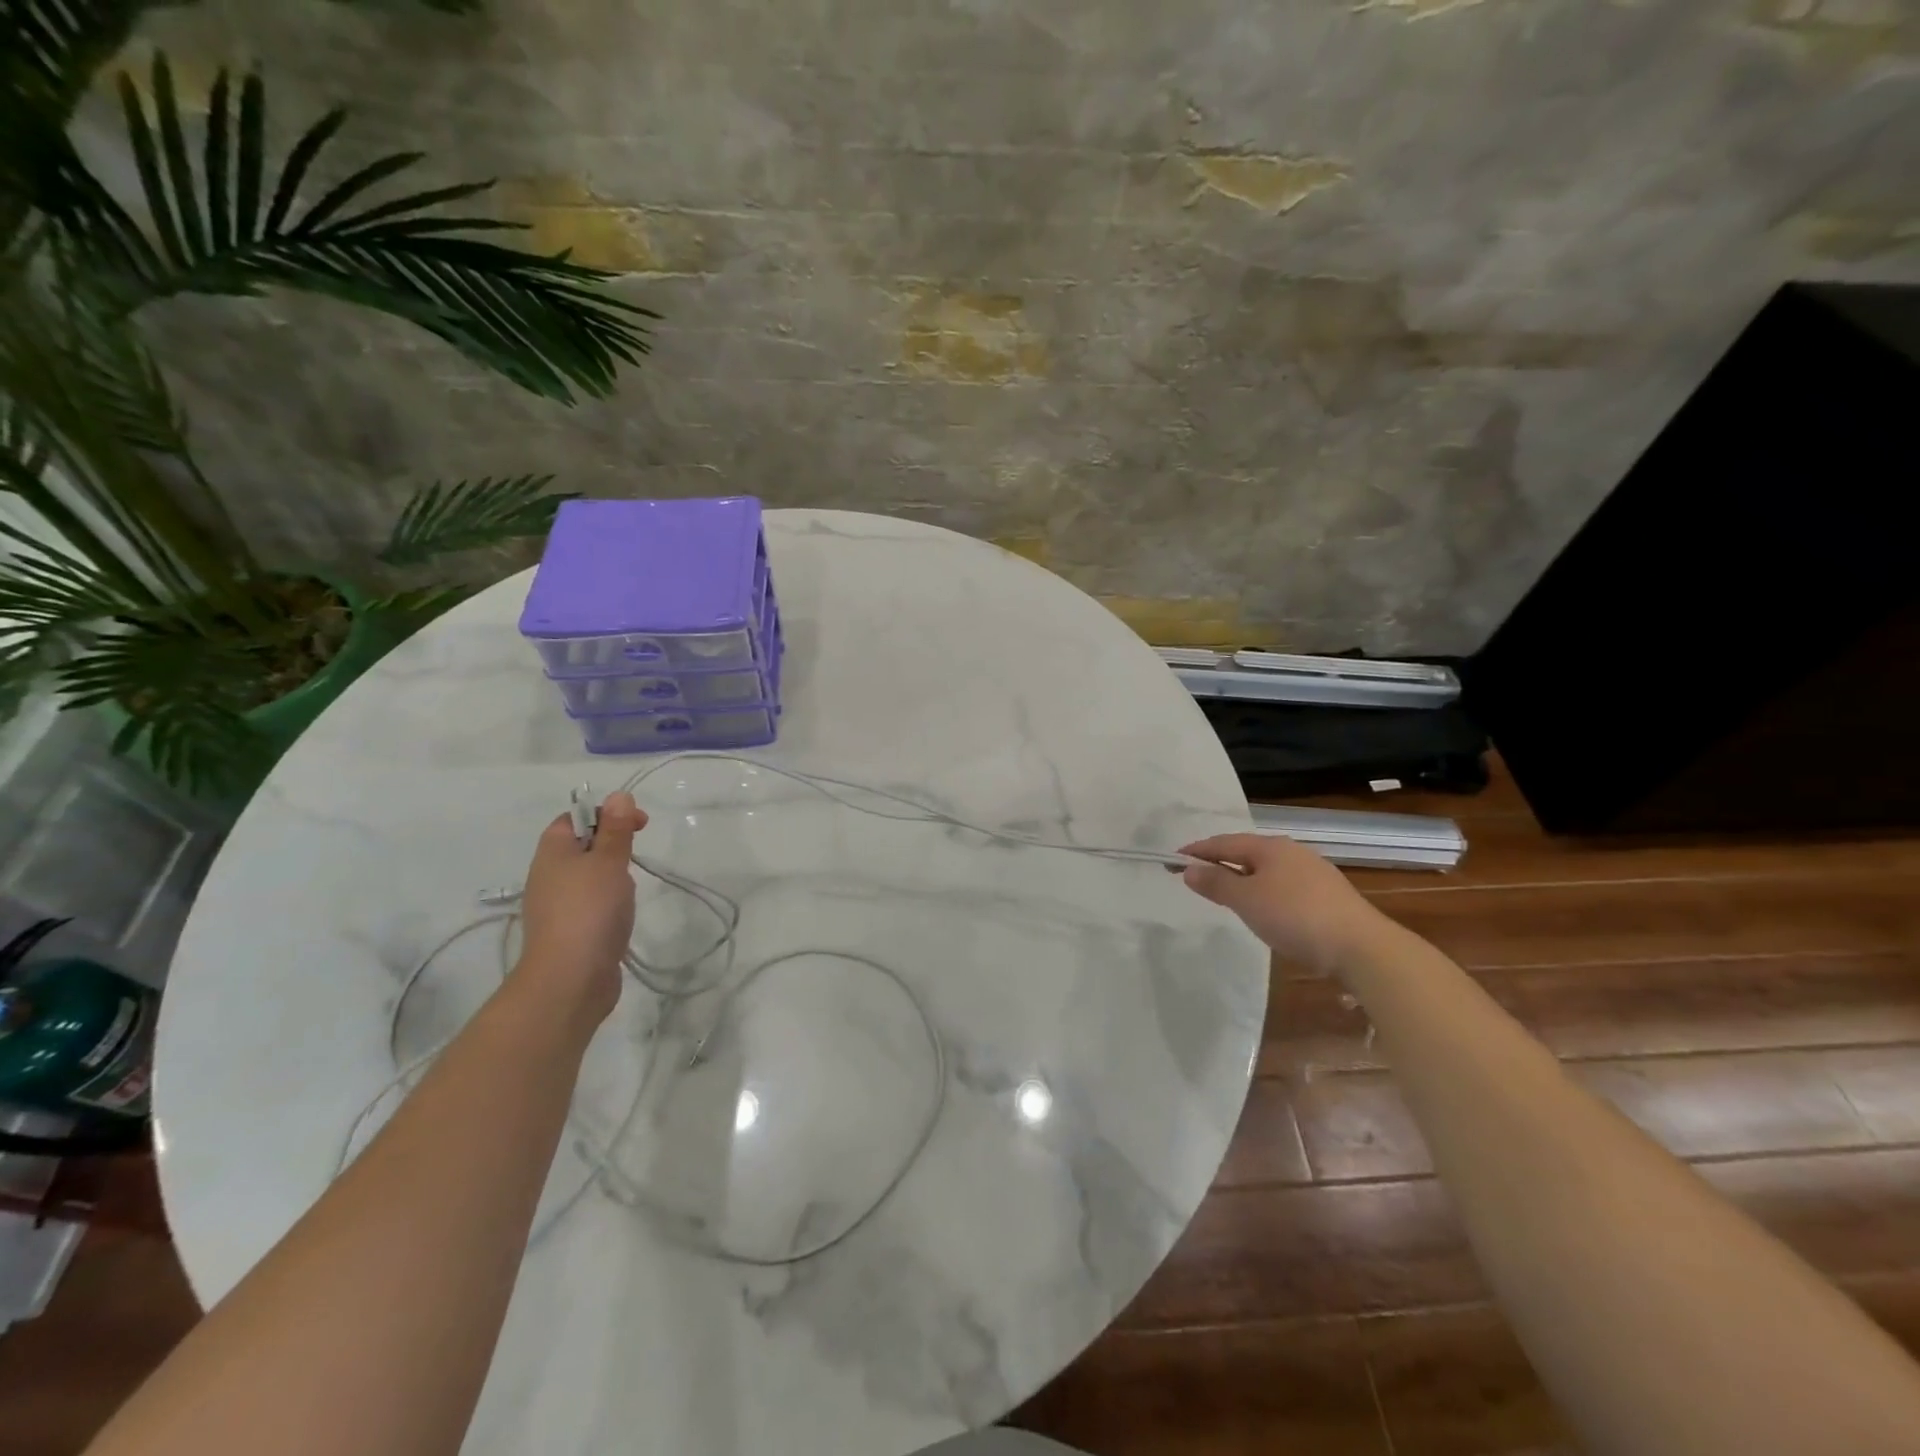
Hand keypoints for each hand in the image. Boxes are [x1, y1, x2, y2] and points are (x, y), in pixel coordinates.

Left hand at [515, 792, 647, 1022]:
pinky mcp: (568, 933)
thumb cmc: (589, 911)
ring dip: (613, 878)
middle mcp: (548, 877)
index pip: (574, 819)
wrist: (570, 980)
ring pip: (588, 878)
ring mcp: (556, 907)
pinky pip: (591, 906)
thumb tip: (618, 796)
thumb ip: (615, 829)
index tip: (639, 825)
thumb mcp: (608, 861)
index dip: (606, 815)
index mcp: (552, 853)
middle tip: (635, 857)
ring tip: (629, 891)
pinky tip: (622, 917)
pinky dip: (609, 904)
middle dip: (613, 847)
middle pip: (582, 848)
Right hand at [1179, 832, 1389, 975]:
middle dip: (1221, 862)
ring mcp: (1314, 872)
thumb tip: (1189, 868)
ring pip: (1268, 869)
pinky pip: (1285, 885)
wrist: (1361, 947)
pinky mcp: (1329, 895)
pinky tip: (1266, 908)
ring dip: (1244, 877)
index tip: (1172, 859)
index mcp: (1270, 847)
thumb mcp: (1246, 900)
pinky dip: (1265, 891)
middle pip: (1247, 852)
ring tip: (1228, 894)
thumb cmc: (1295, 916)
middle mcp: (1292, 852)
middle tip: (1197, 876)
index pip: (1223, 842)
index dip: (1197, 850)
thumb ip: (1216, 882)